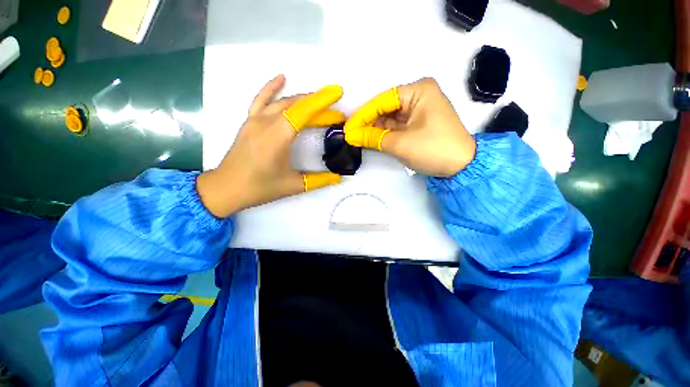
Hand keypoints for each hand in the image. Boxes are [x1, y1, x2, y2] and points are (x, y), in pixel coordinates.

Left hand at [197, 75, 344, 217]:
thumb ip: (319, 181)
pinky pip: (261, 100)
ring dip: (303, 99)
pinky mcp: (249, 122)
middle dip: (319, 104)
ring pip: (282, 101)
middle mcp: (266, 123)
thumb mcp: (293, 186)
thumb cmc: (260, 188)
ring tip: (320, 100)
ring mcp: (255, 120)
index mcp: (278, 137)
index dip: (322, 102)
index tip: (338, 95)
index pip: (304, 112)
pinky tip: (281, 78)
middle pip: (296, 105)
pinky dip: (272, 88)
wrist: (226, 188)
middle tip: (335, 112)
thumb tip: (338, 178)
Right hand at [344, 78, 475, 176]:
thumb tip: (351, 136)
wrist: (462, 166)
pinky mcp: (418, 123)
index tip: (348, 127)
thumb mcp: (400, 143)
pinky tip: (370, 139)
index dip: (363, 115)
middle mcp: (419, 95)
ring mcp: (419, 110)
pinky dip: (384, 134)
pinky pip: (396, 126)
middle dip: (368, 123)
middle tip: (350, 134)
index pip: (382, 100)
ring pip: (389, 118)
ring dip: (375, 129)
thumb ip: (373, 138)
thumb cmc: (433, 149)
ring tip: (357, 138)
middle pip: (385, 108)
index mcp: (418, 91)